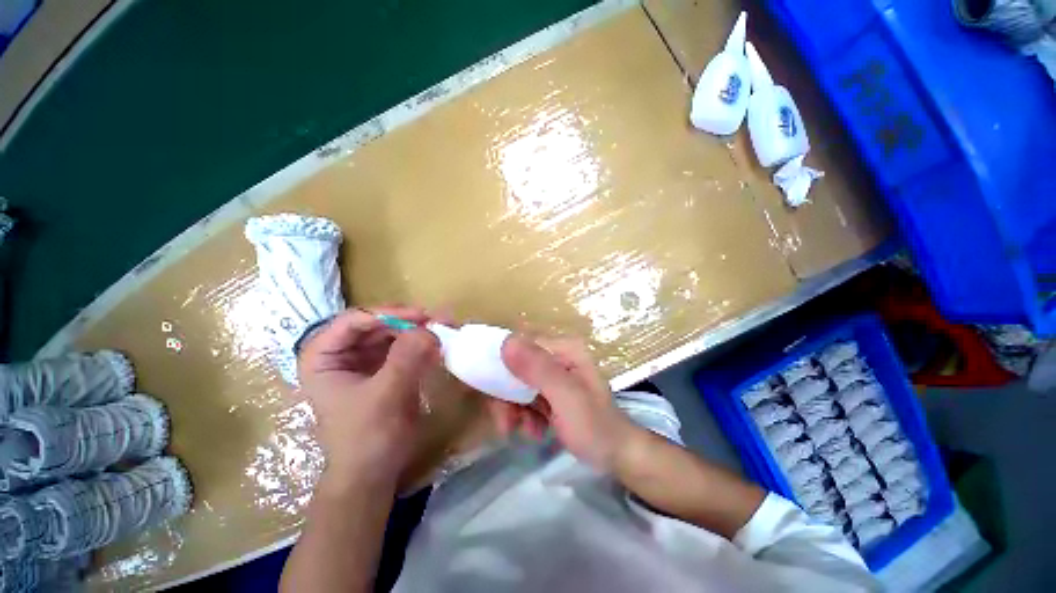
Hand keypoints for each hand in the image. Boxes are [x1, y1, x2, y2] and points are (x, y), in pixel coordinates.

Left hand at [298, 307, 440, 486]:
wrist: (373, 473)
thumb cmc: (368, 437)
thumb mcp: (386, 394)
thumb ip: (407, 357)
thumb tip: (430, 328)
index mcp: (323, 357)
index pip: (355, 320)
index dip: (389, 314)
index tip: (422, 317)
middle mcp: (341, 353)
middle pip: (377, 324)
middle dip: (409, 321)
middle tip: (440, 320)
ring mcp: (363, 361)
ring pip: (392, 333)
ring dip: (419, 330)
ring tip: (445, 328)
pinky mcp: (383, 369)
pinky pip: (403, 347)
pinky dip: (421, 343)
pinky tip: (438, 344)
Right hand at [495, 335, 640, 470]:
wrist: (618, 456)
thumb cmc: (595, 426)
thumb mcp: (566, 397)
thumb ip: (538, 369)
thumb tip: (506, 342)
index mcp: (564, 348)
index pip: (521, 346)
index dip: (502, 367)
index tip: (495, 396)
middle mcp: (558, 356)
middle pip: (517, 366)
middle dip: (508, 396)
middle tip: (507, 424)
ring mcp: (555, 374)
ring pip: (518, 383)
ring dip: (515, 409)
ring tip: (526, 430)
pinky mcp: (552, 391)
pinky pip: (526, 397)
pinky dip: (525, 414)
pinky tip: (535, 431)